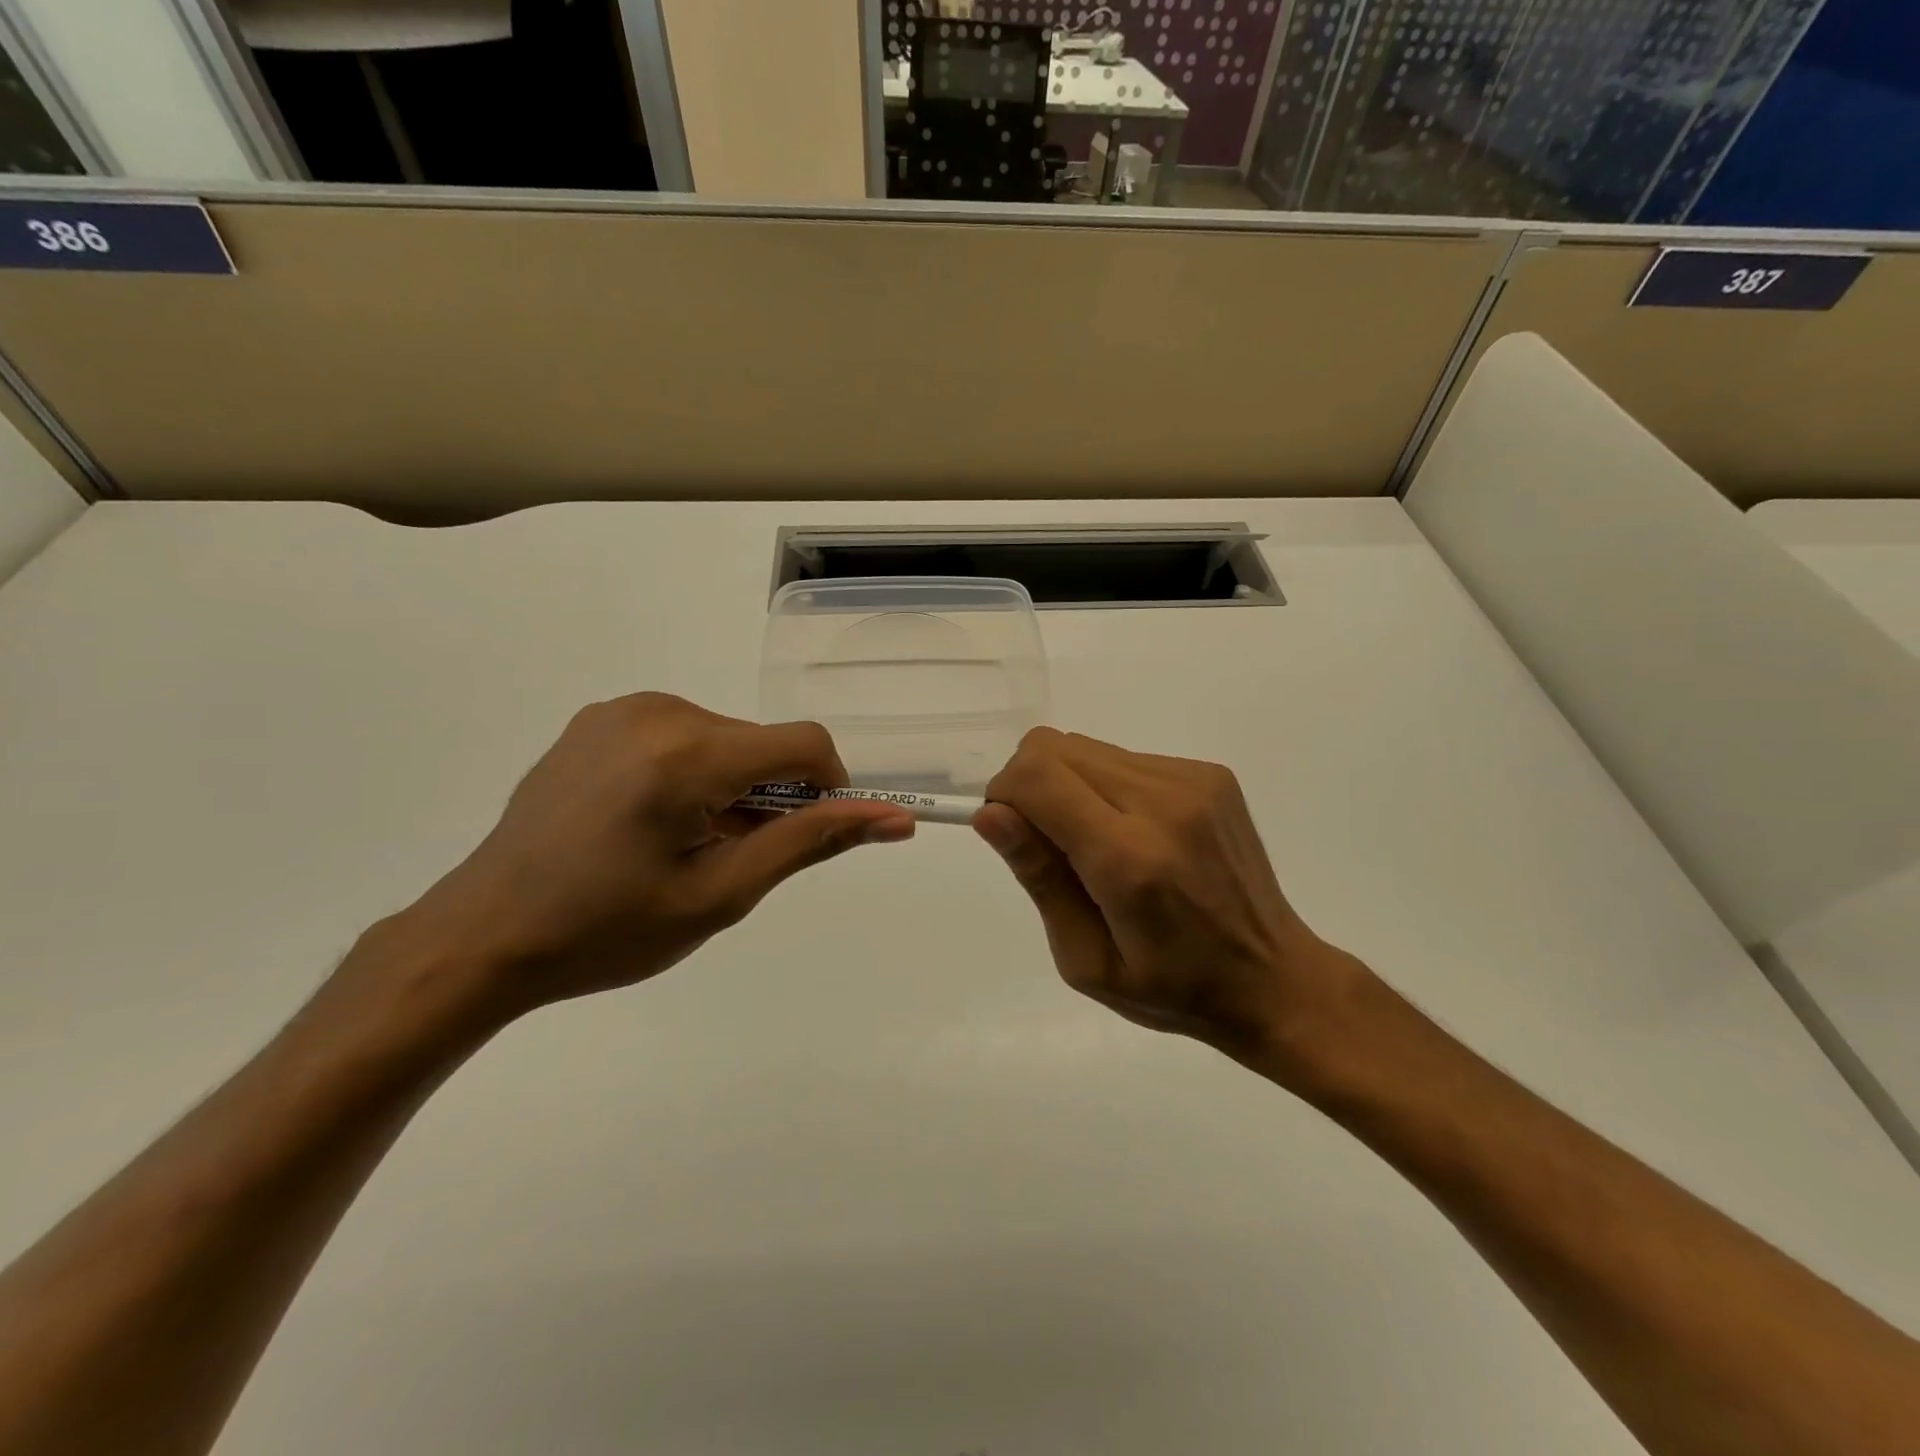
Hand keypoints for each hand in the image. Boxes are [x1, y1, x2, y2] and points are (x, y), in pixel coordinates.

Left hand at [374, 693, 915, 1023]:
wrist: (483, 935)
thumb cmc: (607, 930)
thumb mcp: (721, 894)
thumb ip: (811, 842)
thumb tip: (893, 818)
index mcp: (688, 753)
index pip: (806, 745)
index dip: (829, 790)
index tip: (805, 838)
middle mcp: (658, 711)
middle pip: (762, 743)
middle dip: (770, 796)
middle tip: (731, 859)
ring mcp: (622, 709)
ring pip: (725, 739)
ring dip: (732, 787)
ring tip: (685, 846)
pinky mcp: (598, 719)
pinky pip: (681, 734)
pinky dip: (695, 772)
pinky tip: (652, 822)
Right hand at [974, 728, 1360, 1062]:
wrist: (1273, 977)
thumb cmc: (1171, 988)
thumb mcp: (1085, 959)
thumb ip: (1038, 877)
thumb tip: (990, 813)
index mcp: (1129, 859)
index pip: (1038, 776)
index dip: (1004, 793)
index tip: (1009, 833)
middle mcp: (1164, 802)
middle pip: (1054, 748)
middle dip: (1029, 785)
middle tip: (1048, 845)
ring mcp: (1193, 781)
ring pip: (1086, 748)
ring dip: (1069, 786)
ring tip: (1097, 846)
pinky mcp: (1210, 774)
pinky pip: (1124, 758)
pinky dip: (1106, 787)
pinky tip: (1136, 836)